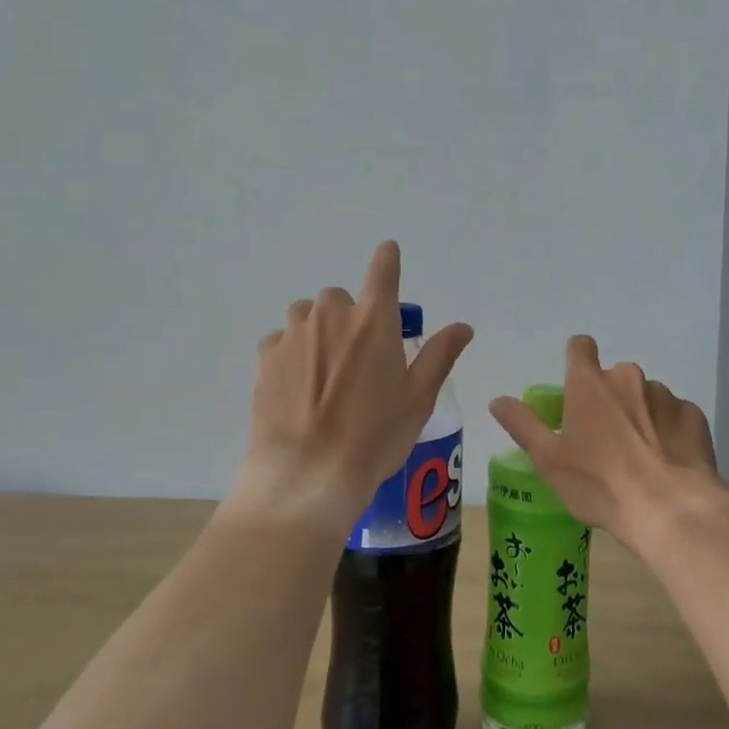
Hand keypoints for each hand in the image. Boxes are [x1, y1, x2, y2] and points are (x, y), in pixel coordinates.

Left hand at [241, 242, 472, 528]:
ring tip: (326, 369)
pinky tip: (297, 384)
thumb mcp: (418, 398)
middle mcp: (330, 316)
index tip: (389, 252)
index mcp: (373, 321)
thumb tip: (463, 326)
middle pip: (340, 297)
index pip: (382, 271)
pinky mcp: (265, 359)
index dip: (387, 259)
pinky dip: (291, 352)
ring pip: (306, 315)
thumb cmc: (374, 436)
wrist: (307, 475)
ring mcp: (293, 336)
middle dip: (350, 315)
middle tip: (359, 353)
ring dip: (318, 330)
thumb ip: (440, 355)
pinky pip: (280, 341)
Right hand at [488, 334, 728, 550]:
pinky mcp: (693, 415)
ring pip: (646, 397)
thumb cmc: (600, 484)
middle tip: (605, 439)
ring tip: (639, 457)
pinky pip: (674, 416)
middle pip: (614, 378)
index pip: (580, 346)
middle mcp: (628, 378)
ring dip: (639, 416)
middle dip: (609, 400)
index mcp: (589, 384)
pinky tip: (667, 462)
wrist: (670, 509)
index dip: (576, 360)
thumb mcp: (549, 461)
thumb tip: (498, 400)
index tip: (575, 386)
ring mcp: (665, 395)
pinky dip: (668, 432)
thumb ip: (523, 425)